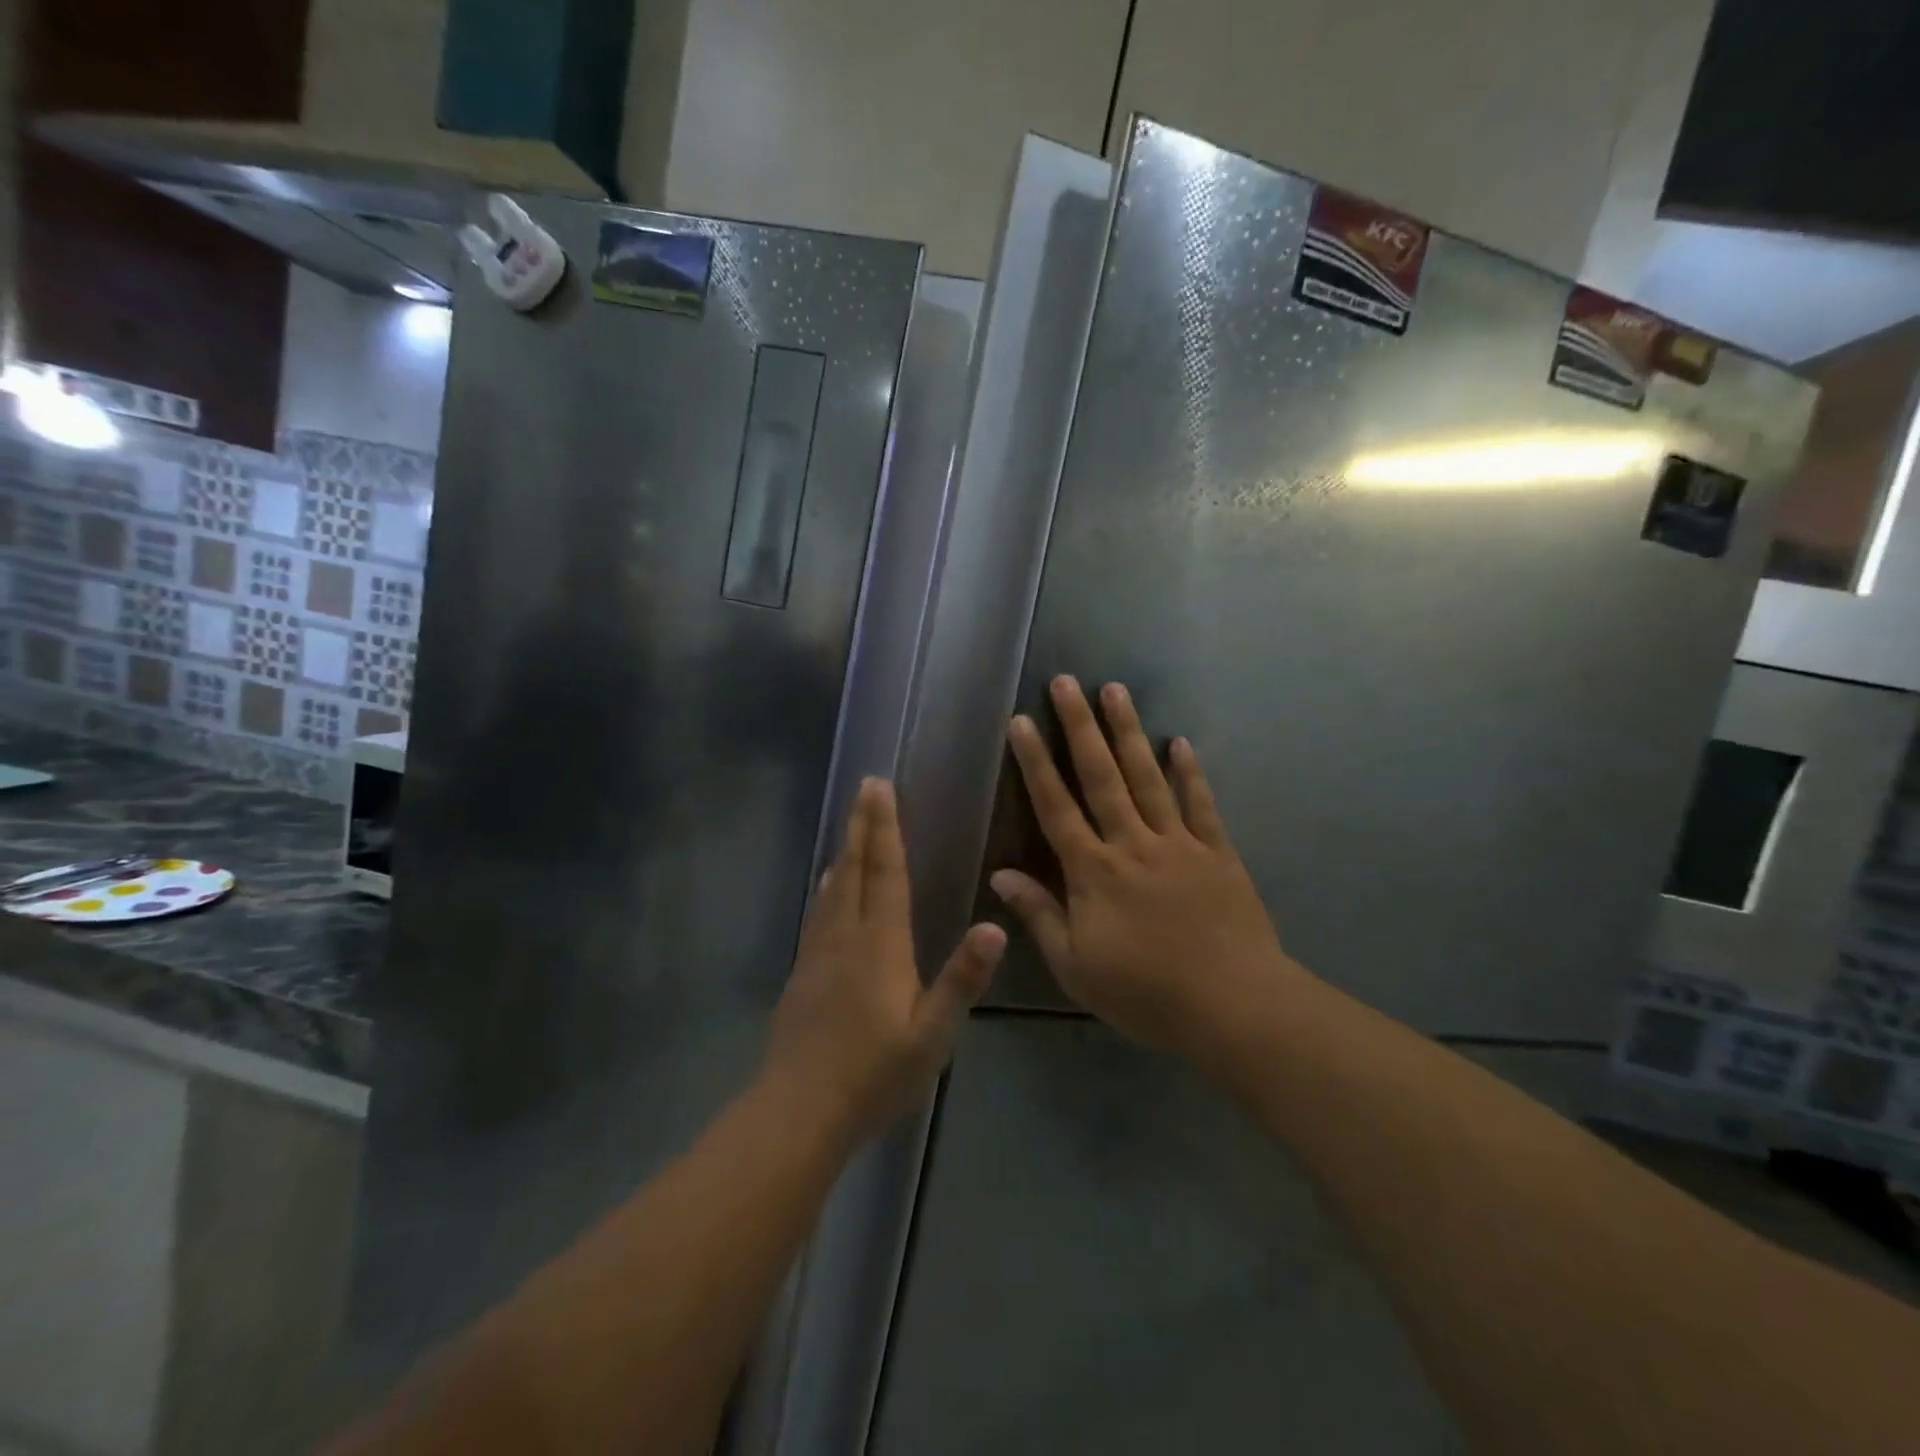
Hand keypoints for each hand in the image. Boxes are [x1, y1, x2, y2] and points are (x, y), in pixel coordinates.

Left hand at [765, 778, 1004, 1141]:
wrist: (798, 1111)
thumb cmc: (874, 1074)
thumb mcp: (932, 1034)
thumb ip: (962, 978)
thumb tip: (996, 926)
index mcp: (880, 943)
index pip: (885, 872)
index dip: (885, 828)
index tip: (881, 787)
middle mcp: (846, 936)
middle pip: (854, 869)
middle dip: (863, 825)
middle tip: (866, 786)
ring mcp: (819, 953)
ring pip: (833, 888)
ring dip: (844, 851)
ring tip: (850, 826)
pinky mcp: (803, 974)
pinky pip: (818, 913)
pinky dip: (827, 888)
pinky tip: (827, 887)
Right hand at [991, 676, 1304, 1058]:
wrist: (1233, 1006)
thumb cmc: (1145, 993)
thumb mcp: (1076, 966)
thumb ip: (1038, 915)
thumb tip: (1000, 875)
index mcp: (1093, 871)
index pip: (1056, 806)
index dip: (1035, 763)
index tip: (1021, 722)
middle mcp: (1132, 843)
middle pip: (1101, 776)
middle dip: (1080, 726)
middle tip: (1066, 682)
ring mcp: (1178, 843)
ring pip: (1148, 777)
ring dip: (1129, 732)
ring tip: (1115, 690)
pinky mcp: (1217, 852)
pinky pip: (1200, 804)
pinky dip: (1190, 772)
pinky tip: (1181, 742)